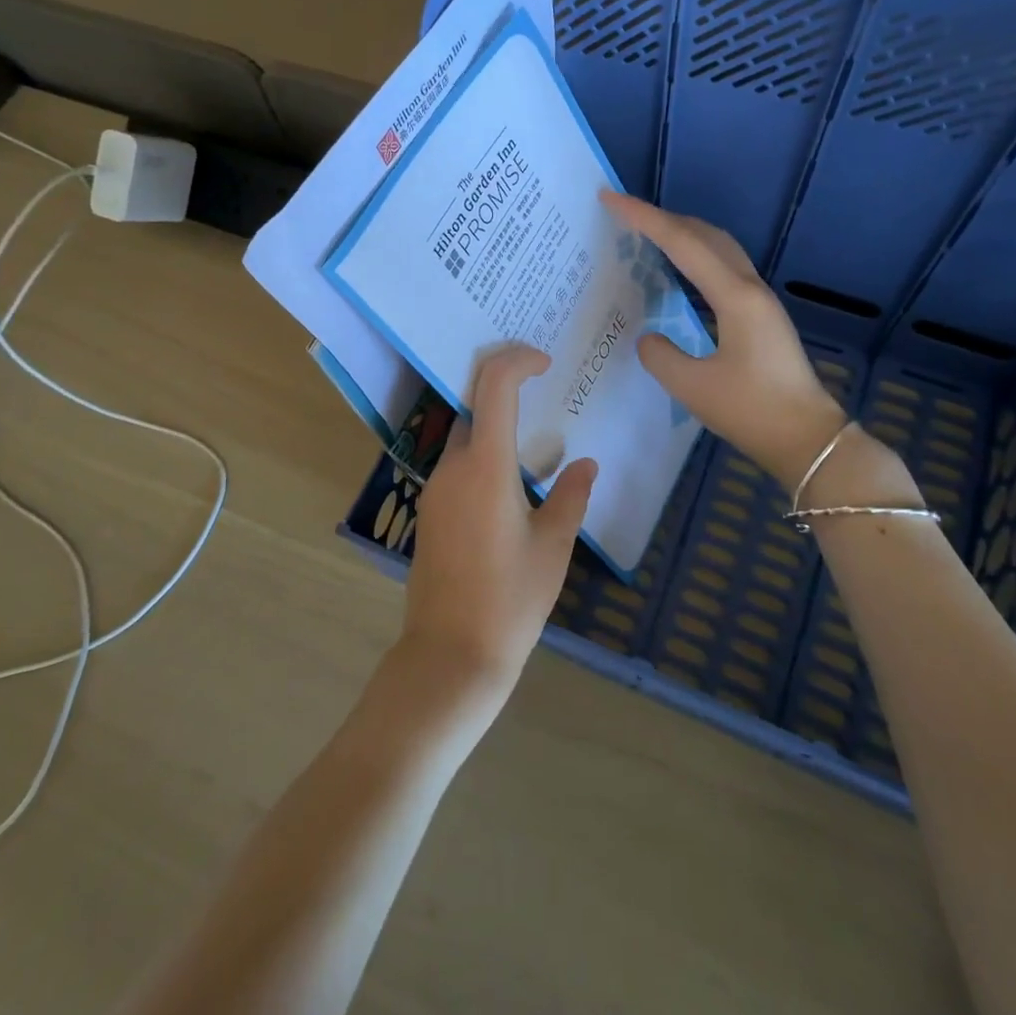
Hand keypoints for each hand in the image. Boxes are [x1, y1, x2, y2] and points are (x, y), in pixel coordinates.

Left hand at [403, 343, 597, 705]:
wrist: (450, 654)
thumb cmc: (511, 599)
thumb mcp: (554, 546)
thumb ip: (571, 496)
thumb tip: (585, 464)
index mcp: (485, 465)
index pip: (494, 385)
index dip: (517, 359)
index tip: (545, 362)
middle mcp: (453, 467)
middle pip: (475, 405)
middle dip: (507, 388)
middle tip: (546, 392)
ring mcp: (435, 490)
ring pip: (465, 437)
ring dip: (495, 426)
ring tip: (536, 440)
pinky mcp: (430, 513)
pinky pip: (458, 466)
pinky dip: (483, 456)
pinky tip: (511, 483)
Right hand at [601, 190, 850, 488]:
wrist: (808, 439)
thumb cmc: (752, 411)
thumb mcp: (693, 387)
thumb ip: (660, 356)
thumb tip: (648, 339)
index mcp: (735, 296)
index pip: (682, 243)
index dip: (644, 218)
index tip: (611, 198)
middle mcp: (750, 288)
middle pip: (704, 235)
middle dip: (663, 218)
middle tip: (624, 214)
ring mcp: (760, 302)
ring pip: (719, 249)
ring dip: (683, 234)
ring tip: (648, 235)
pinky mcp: (761, 317)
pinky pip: (724, 269)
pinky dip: (696, 257)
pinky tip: (681, 272)